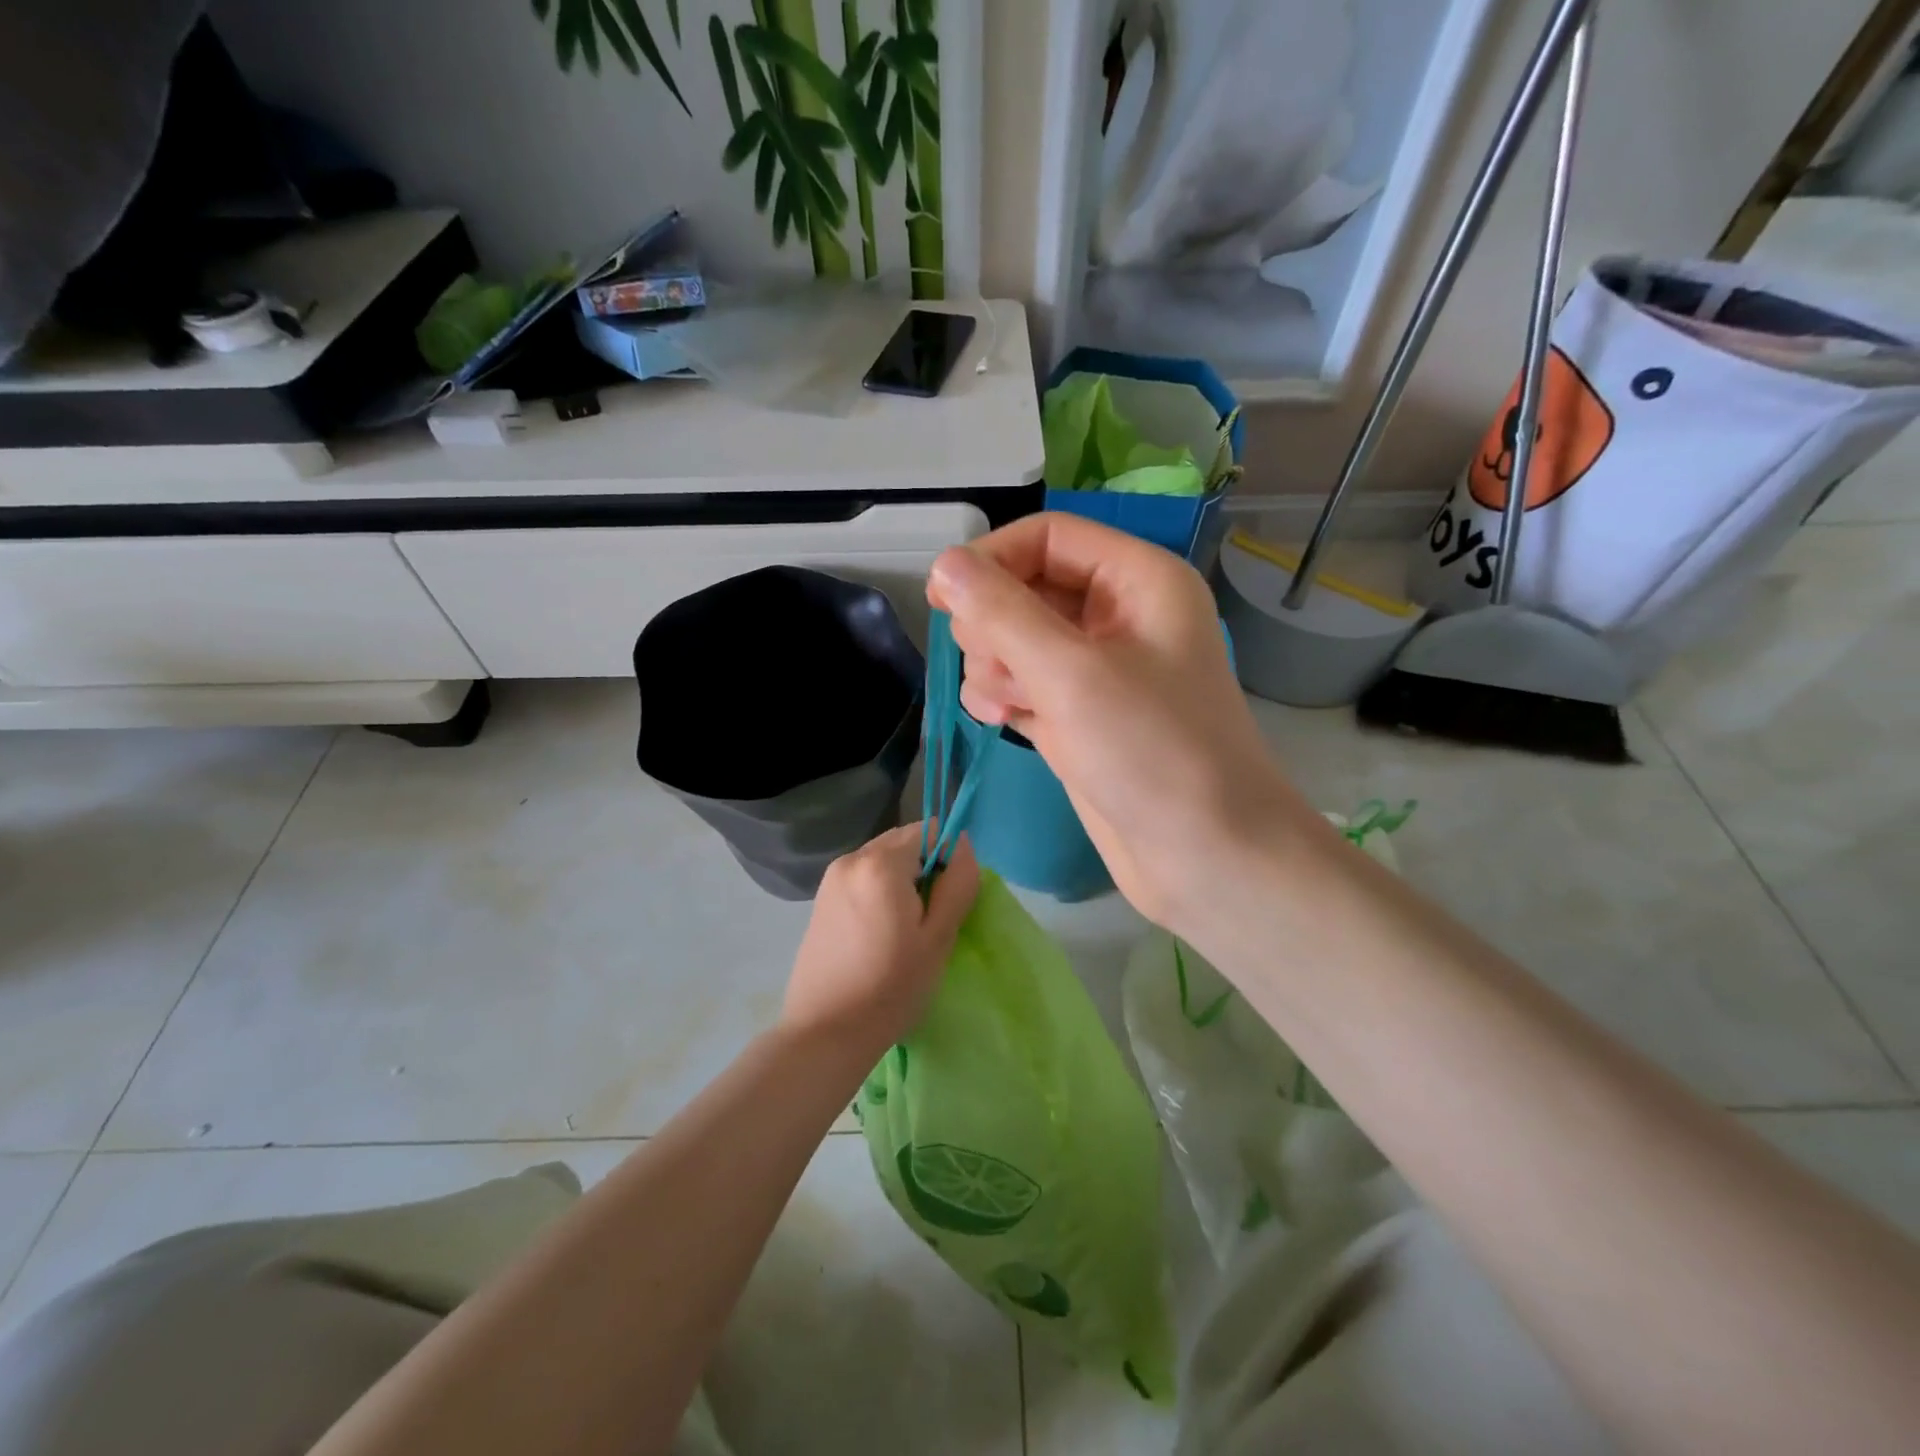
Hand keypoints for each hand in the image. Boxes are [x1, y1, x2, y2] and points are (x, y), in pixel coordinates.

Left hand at [781, 823, 979, 1056]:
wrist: (825, 1033)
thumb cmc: (891, 987)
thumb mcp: (938, 937)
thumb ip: (957, 883)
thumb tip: (962, 845)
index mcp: (880, 863)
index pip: (930, 831)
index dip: (947, 860)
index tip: (946, 902)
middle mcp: (851, 858)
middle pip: (904, 842)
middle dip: (923, 869)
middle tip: (927, 920)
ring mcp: (831, 878)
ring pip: (883, 861)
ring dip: (902, 882)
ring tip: (902, 932)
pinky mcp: (821, 900)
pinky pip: (863, 878)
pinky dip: (879, 893)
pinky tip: (878, 935)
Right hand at [927, 514, 1318, 934]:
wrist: (1206, 858)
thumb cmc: (1151, 753)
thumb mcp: (1071, 674)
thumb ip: (1002, 613)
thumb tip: (944, 564)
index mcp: (1138, 581)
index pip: (1047, 537)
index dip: (992, 559)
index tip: (941, 598)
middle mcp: (1120, 616)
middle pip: (1027, 587)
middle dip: (995, 624)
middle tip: (994, 667)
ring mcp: (1099, 670)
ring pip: (1018, 639)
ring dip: (995, 665)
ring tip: (1005, 706)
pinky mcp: (1081, 715)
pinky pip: (1024, 683)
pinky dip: (1004, 696)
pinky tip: (1000, 721)